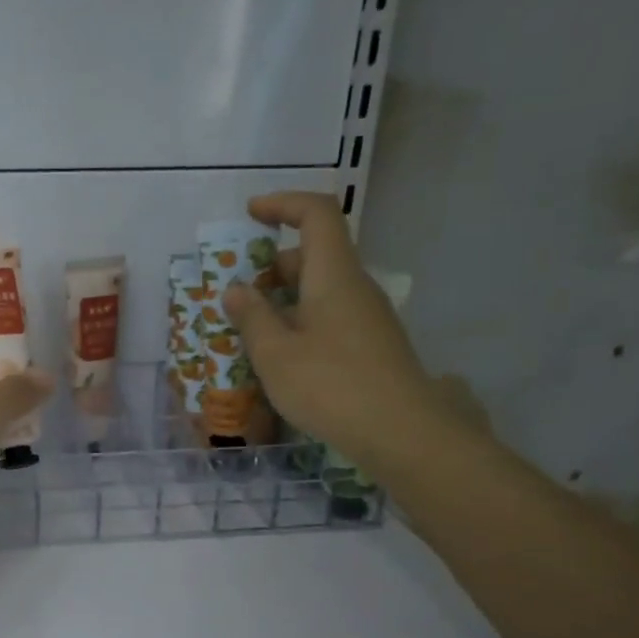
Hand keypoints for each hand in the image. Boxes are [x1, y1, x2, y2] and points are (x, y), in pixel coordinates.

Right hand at [222, 192, 447, 471]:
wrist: (402, 433)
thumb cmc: (331, 386)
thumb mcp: (275, 354)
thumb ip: (252, 317)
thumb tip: (236, 289)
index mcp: (333, 275)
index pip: (316, 214)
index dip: (283, 204)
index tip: (250, 215)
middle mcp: (355, 287)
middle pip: (314, 254)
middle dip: (271, 265)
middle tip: (236, 293)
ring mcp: (367, 317)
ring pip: (320, 289)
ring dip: (283, 299)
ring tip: (249, 331)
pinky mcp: (371, 345)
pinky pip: (329, 316)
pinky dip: (299, 322)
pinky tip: (280, 358)